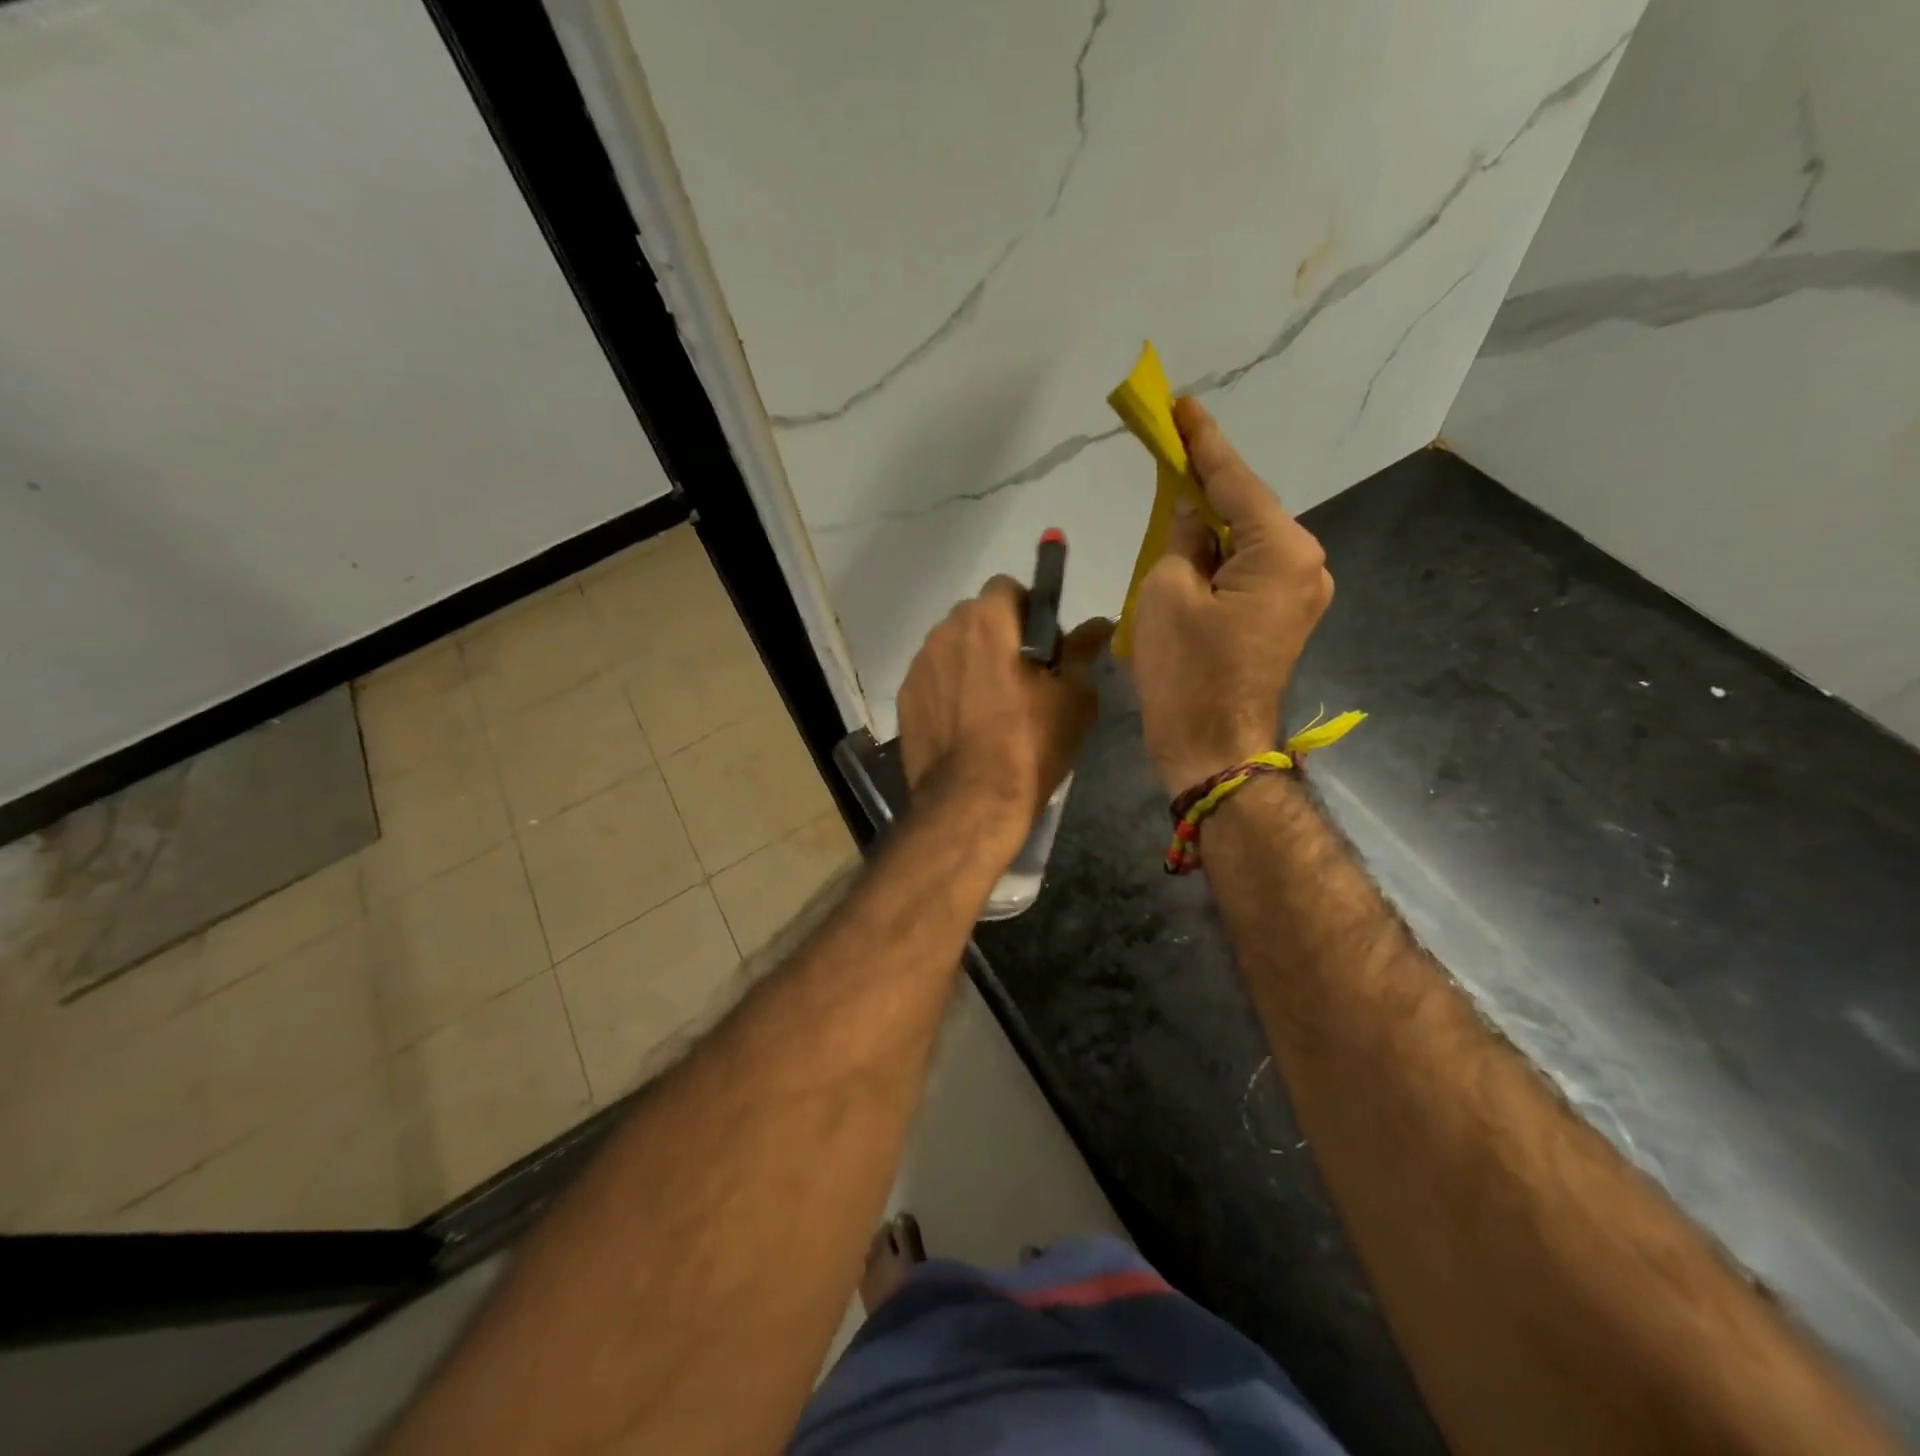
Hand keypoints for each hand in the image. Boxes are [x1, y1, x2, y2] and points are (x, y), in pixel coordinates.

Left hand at [898, 577, 1111, 849]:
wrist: (970, 801)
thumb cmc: (1029, 743)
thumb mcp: (1074, 698)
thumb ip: (1083, 651)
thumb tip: (1102, 624)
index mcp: (987, 620)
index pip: (1007, 588)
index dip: (1028, 611)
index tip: (1042, 646)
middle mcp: (945, 631)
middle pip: (975, 617)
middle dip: (997, 635)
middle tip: (1020, 677)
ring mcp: (919, 666)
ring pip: (951, 648)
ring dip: (970, 662)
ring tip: (989, 706)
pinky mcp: (905, 698)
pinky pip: (933, 679)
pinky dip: (948, 690)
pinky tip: (964, 726)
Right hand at [1130, 398, 1333, 795]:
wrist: (1212, 749)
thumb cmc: (1186, 673)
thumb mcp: (1166, 592)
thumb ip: (1180, 537)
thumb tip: (1190, 512)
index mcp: (1282, 551)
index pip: (1234, 481)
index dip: (1202, 441)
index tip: (1181, 404)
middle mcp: (1306, 564)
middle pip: (1246, 509)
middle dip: (1206, 484)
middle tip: (1169, 449)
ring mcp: (1300, 594)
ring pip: (1245, 542)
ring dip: (1209, 524)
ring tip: (1171, 501)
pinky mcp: (1283, 618)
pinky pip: (1247, 571)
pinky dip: (1218, 557)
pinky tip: (1190, 548)